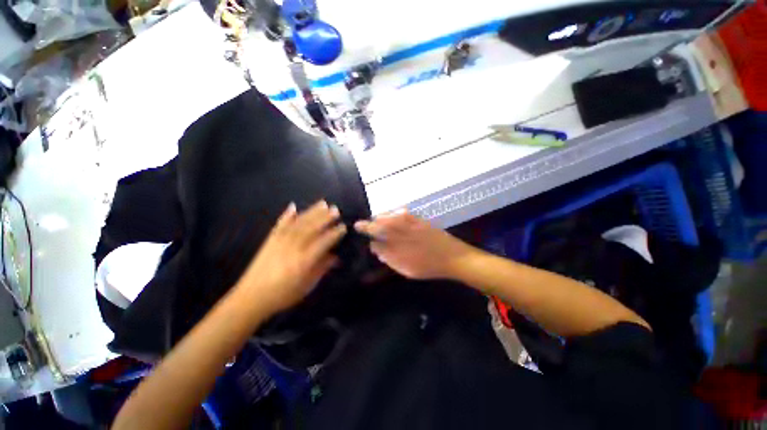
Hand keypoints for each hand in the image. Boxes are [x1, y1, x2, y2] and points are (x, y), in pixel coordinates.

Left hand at [237, 201, 346, 314]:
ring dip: (312, 212)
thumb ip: (321, 269)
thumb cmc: (283, 295)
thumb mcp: (307, 286)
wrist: (250, 298)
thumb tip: (335, 257)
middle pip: (311, 228)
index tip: (343, 226)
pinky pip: (280, 225)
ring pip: (299, 223)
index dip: (334, 233)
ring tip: (322, 203)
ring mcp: (280, 242)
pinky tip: (293, 206)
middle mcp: (293, 247)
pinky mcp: (270, 240)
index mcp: (304, 260)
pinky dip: (287, 215)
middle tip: (335, 209)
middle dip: (325, 218)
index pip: (323, 242)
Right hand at [354, 210, 476, 279]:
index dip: (368, 239)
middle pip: (379, 228)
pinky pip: (402, 214)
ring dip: (378, 219)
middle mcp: (401, 237)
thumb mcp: (408, 270)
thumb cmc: (430, 267)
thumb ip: (391, 259)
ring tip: (373, 219)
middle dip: (367, 225)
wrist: (453, 258)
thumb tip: (377, 250)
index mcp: (398, 251)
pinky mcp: (419, 220)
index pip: (376, 243)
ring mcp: (410, 226)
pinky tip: (390, 215)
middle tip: (359, 224)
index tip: (362, 238)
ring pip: (388, 219)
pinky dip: (393, 214)